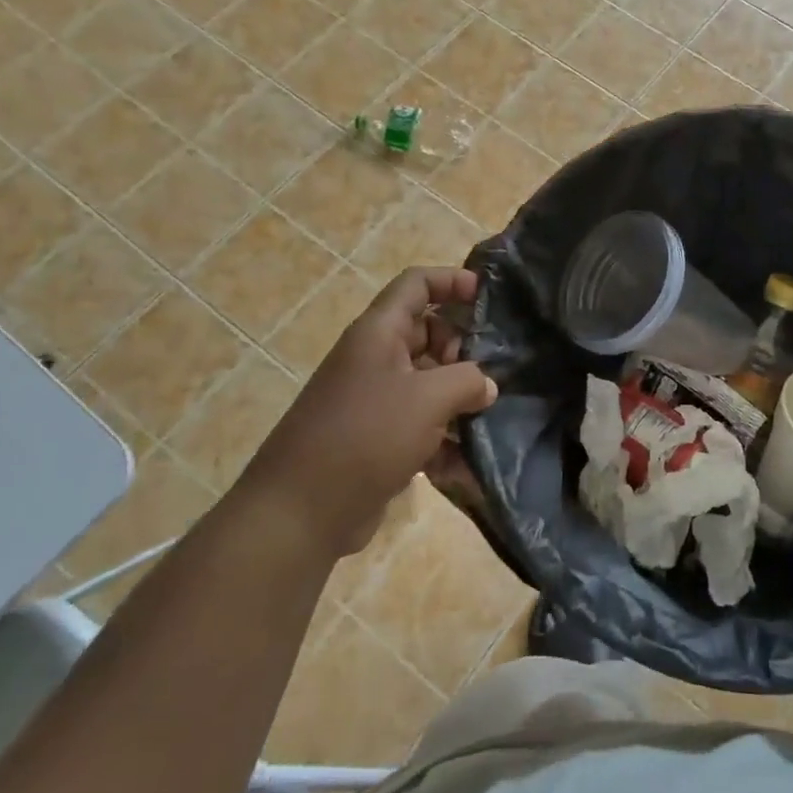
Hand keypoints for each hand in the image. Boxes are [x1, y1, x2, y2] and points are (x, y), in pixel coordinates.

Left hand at [246, 267, 496, 557]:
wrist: (301, 511)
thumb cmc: (366, 436)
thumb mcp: (428, 399)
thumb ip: (467, 381)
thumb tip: (486, 386)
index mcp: (379, 333)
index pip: (416, 284)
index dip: (451, 280)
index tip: (486, 295)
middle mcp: (375, 359)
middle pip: (427, 333)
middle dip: (462, 349)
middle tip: (490, 371)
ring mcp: (375, 400)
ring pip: (427, 382)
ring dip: (458, 398)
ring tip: (489, 418)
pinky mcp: (377, 439)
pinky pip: (419, 425)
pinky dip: (444, 439)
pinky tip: (468, 465)